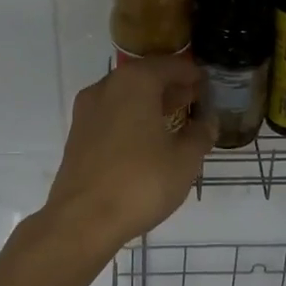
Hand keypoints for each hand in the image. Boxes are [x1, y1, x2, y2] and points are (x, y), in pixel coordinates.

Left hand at [34, 55, 216, 263]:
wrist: (82, 220)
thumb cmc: (140, 182)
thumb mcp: (184, 160)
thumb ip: (200, 135)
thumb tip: (207, 123)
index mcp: (135, 82)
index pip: (170, 65)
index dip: (192, 73)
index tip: (207, 83)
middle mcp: (107, 87)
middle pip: (145, 76)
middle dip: (170, 86)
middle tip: (194, 99)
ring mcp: (87, 110)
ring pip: (125, 95)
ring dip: (150, 102)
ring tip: (174, 119)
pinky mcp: (77, 134)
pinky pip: (111, 113)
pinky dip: (131, 117)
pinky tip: (147, 139)